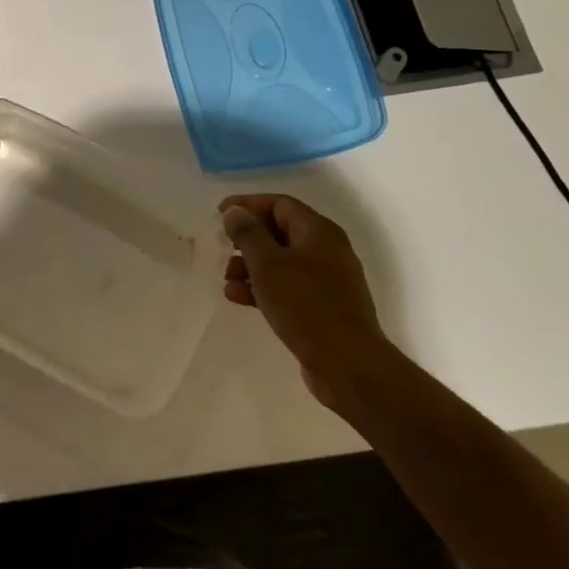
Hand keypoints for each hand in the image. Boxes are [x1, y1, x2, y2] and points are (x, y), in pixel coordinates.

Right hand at [219, 194, 389, 409]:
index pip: (280, 204)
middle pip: (280, 232)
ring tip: (228, 279)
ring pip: (282, 262)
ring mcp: (328, 281)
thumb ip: (248, 233)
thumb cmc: (305, 305)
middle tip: (223, 246)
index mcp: (319, 232)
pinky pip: (288, 287)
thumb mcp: (268, 264)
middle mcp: (327, 250)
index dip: (248, 204)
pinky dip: (263, 287)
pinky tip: (239, 298)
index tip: (220, 213)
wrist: (348, 364)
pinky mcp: (324, 308)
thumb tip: (235, 212)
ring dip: (251, 266)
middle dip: (248, 238)